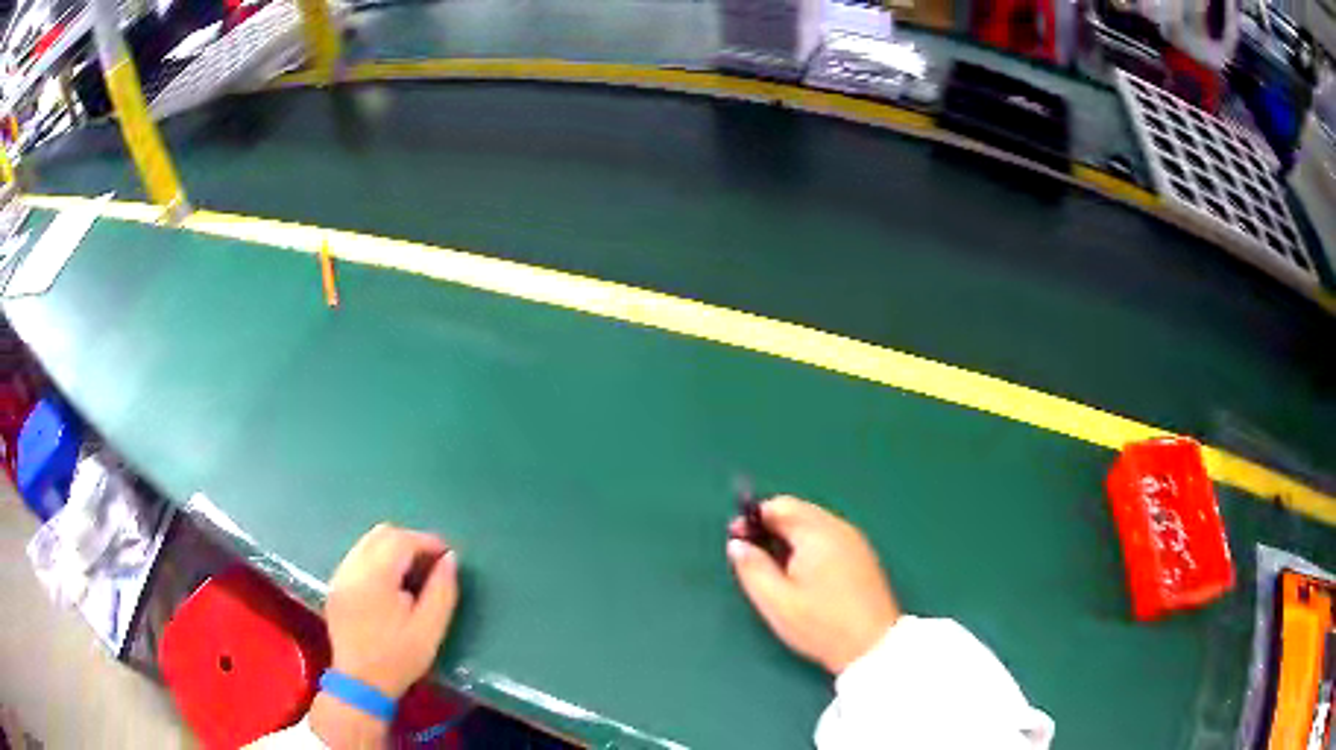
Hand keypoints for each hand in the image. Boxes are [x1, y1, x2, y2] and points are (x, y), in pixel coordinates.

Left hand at [310, 523, 458, 747]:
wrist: (361, 683)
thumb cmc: (399, 658)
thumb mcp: (430, 629)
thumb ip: (442, 590)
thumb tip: (450, 559)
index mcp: (373, 578)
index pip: (400, 540)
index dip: (427, 541)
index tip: (447, 554)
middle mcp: (351, 568)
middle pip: (381, 533)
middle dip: (409, 540)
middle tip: (431, 562)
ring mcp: (339, 576)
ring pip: (367, 542)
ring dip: (392, 548)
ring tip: (413, 572)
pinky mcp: (335, 585)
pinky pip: (357, 556)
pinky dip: (377, 558)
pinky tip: (391, 583)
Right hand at [727, 496, 899, 674]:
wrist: (872, 645)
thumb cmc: (821, 624)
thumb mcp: (776, 602)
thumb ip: (752, 568)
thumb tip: (736, 544)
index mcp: (816, 533)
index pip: (779, 506)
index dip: (752, 519)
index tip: (736, 541)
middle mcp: (838, 528)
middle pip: (798, 511)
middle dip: (771, 526)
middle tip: (752, 555)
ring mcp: (854, 541)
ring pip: (814, 524)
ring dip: (790, 536)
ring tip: (775, 568)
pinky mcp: (863, 556)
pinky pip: (829, 537)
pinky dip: (810, 545)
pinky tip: (803, 574)